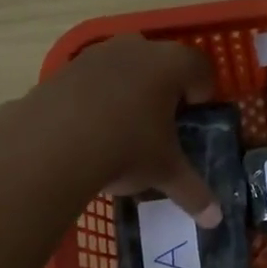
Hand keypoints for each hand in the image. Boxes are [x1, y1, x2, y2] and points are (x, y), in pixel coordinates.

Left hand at [31, 34, 223, 224]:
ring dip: (128, 89)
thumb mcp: (164, 172)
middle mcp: (137, 48)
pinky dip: (95, 97)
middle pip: (162, 61)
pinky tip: (88, 128)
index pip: (200, 69)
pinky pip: (90, 79)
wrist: (50, 145)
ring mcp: (97, 54)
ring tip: (122, 127)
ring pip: (124, 66)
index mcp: (171, 64)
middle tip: (160, 124)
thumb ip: (193, 192)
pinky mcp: (64, 68)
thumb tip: (216, 219)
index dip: (201, 95)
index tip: (192, 121)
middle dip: (165, 88)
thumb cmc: (126, 149)